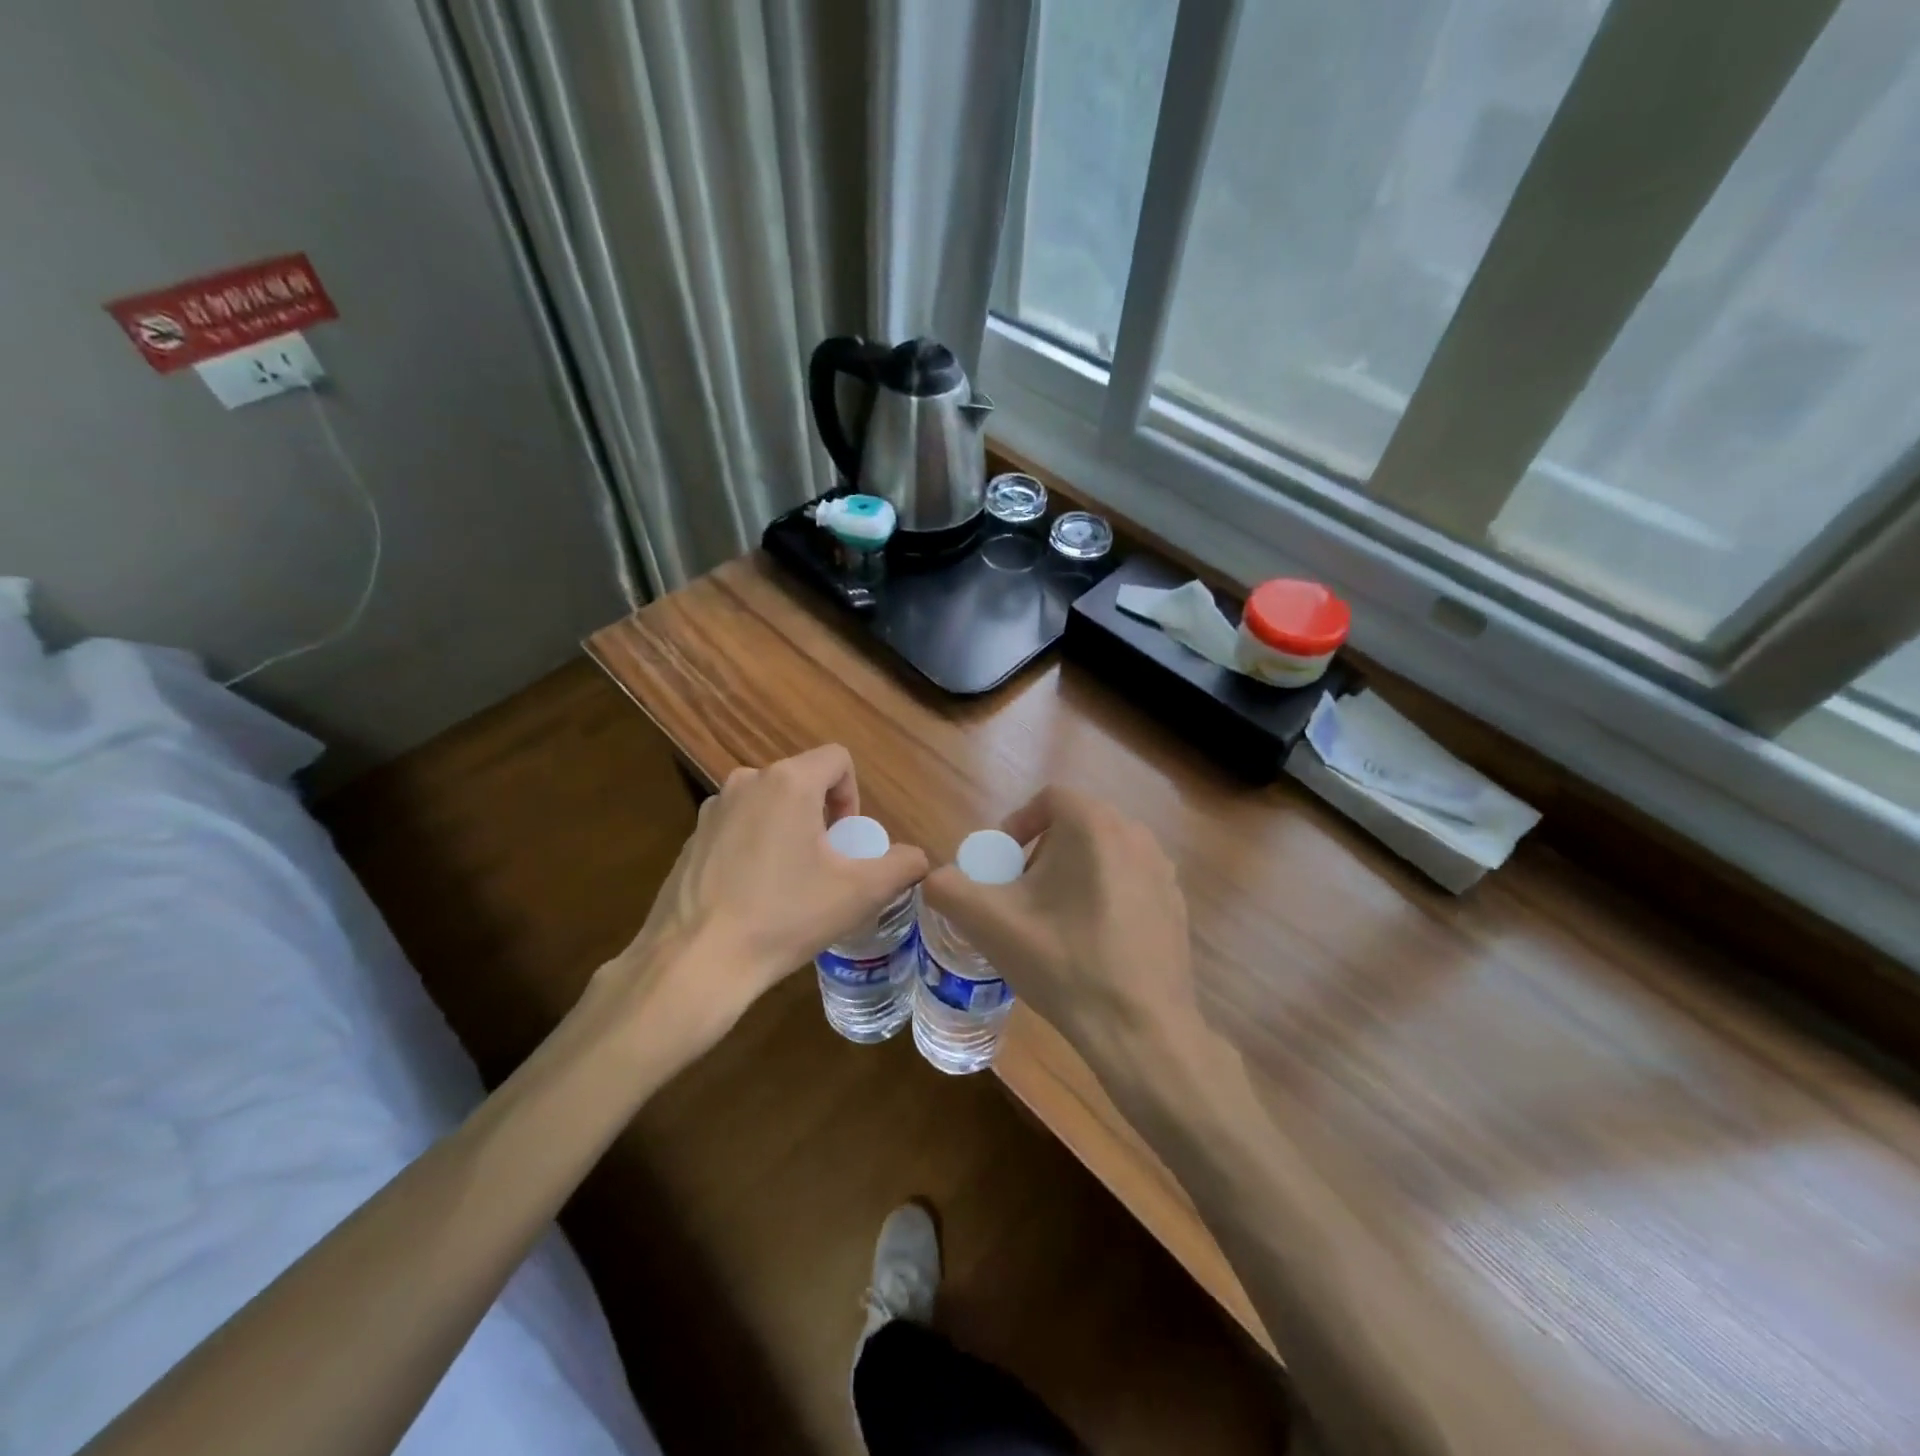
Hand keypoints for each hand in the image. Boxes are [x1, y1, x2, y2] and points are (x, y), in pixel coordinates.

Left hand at [596, 745, 927, 1064]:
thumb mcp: (860, 893)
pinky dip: (756, 848)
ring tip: (790, 884)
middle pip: (803, 782)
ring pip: (770, 804)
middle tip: (825, 868)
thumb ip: (901, 866)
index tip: (847, 843)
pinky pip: (739, 827)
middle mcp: (747, 781)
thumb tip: (917, 858)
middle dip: (823, 817)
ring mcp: (712, 809)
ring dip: (789, 831)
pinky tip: (753, 896)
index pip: (838, 759)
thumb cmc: (785, 916)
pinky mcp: (690, 838)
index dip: (854, 797)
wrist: (696, 962)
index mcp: (788, 781)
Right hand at [920, 786, 1202, 1071]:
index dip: (1017, 824)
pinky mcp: (1176, 905)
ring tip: (1052, 921)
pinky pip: (1128, 883)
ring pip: (1103, 855)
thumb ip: (949, 889)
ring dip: (1071, 875)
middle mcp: (1135, 835)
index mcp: (1094, 825)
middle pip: (1076, 826)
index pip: (1049, 799)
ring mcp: (1163, 871)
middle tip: (1020, 895)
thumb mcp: (990, 924)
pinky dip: (1103, 897)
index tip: (1001, 865)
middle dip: (1041, 853)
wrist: (1140, 1030)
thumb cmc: (1063, 964)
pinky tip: (1090, 943)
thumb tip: (934, 878)